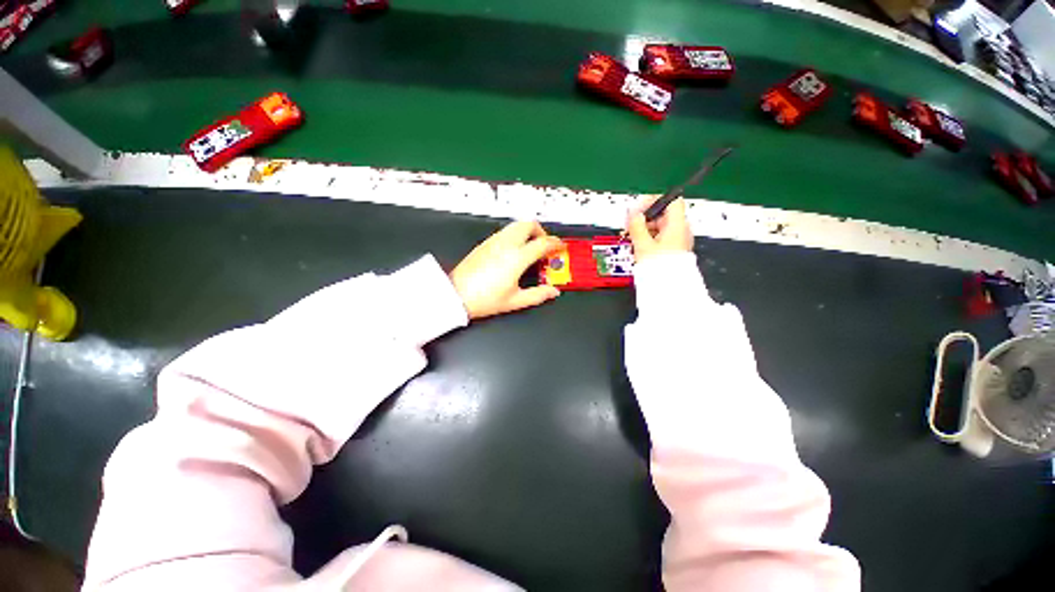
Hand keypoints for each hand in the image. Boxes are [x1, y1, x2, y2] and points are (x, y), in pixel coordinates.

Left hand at [449, 221, 564, 319]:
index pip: (542, 243)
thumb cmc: (484, 299)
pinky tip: (514, 251)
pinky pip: (505, 231)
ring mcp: (494, 241)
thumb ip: (538, 295)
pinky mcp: (485, 243)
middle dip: (541, 231)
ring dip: (528, 231)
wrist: (455, 295)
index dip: (555, 243)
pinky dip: (516, 235)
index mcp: (517, 257)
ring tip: (531, 247)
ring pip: (516, 225)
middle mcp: (506, 244)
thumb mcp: (515, 301)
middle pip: (529, 224)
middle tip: (545, 246)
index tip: (560, 247)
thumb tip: (553, 292)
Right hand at [625, 197, 693, 262]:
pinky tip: (638, 245)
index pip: (671, 200)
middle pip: (662, 214)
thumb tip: (632, 212)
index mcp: (677, 224)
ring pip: (660, 226)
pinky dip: (649, 237)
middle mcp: (681, 229)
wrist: (669, 287)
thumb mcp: (643, 243)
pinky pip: (660, 237)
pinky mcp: (673, 249)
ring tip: (630, 237)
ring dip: (644, 228)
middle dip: (644, 217)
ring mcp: (678, 239)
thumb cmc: (659, 266)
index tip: (638, 210)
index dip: (653, 200)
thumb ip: (636, 225)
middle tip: (629, 225)